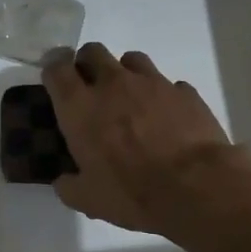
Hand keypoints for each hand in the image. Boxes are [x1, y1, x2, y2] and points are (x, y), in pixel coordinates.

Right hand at [42, 43, 235, 235]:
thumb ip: (69, 185)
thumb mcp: (88, 199)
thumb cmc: (132, 192)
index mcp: (80, 107)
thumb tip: (64, 180)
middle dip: (87, 64)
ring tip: (130, 98)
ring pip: (131, 59)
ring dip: (125, 73)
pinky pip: (169, 84)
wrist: (196, 187)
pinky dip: (163, 96)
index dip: (53, 70)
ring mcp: (152, 83)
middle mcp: (113, 84)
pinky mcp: (184, 92)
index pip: (56, 68)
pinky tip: (167, 117)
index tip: (55, 80)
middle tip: (91, 88)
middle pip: (92, 52)